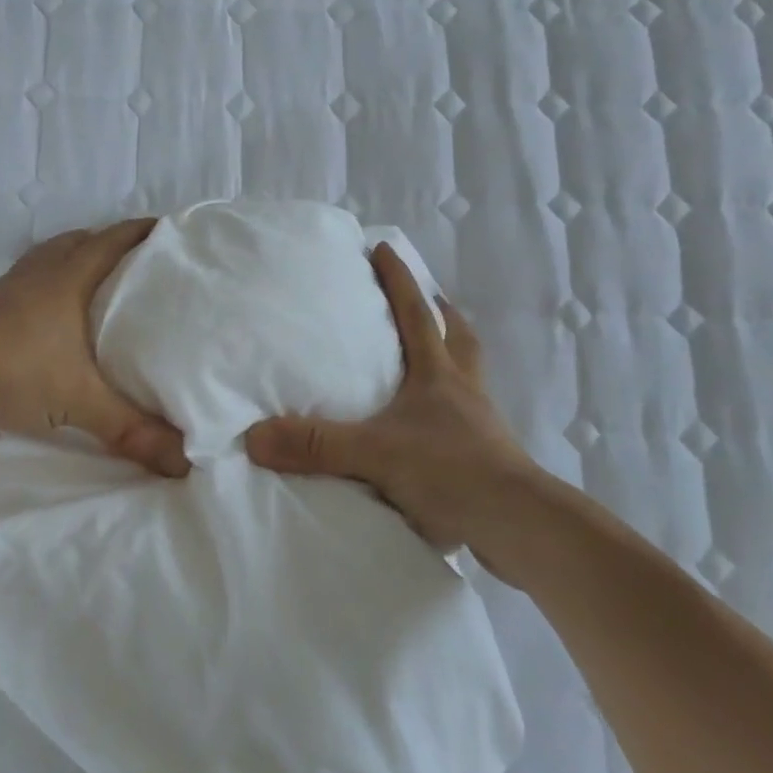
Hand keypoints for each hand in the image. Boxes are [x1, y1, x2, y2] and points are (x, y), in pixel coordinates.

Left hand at [0, 219, 189, 476]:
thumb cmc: (16, 369)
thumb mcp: (79, 402)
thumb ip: (130, 429)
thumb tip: (184, 462)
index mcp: (70, 278)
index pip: (113, 241)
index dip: (141, 232)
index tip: (168, 230)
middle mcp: (40, 273)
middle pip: (79, 241)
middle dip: (109, 242)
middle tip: (137, 259)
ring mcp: (8, 286)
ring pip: (48, 257)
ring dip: (73, 258)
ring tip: (95, 279)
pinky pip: (25, 279)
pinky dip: (44, 283)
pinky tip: (47, 312)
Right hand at [245, 243, 543, 567]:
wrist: (518, 525)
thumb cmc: (451, 471)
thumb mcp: (375, 453)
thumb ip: (316, 445)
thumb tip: (254, 437)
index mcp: (437, 373)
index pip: (415, 313)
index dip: (399, 279)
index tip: (384, 248)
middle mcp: (462, 388)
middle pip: (457, 336)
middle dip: (440, 313)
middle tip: (426, 299)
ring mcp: (479, 422)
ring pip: (467, 374)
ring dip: (451, 357)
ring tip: (429, 357)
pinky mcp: (487, 456)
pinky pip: (467, 417)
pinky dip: (452, 408)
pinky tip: (433, 426)